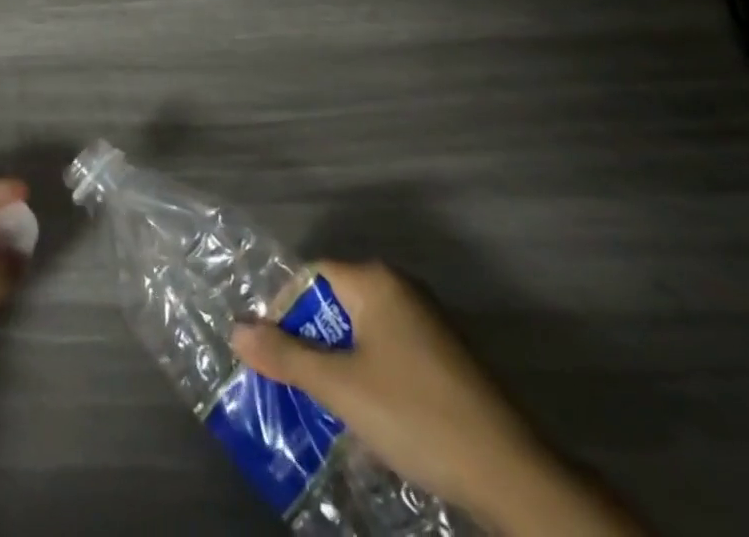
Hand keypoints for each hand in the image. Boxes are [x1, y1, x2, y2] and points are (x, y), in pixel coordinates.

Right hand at [232, 262, 643, 536]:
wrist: (512, 472)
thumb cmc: (416, 414)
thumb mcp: (341, 388)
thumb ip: (286, 356)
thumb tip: (236, 329)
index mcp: (375, 281)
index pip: (311, 277)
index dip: (284, 311)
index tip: (270, 353)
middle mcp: (401, 288)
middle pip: (337, 304)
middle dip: (310, 343)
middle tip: (291, 383)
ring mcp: (429, 322)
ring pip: (364, 333)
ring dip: (339, 365)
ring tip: (323, 407)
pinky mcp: (447, 357)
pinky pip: (391, 353)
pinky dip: (370, 377)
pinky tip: (369, 420)